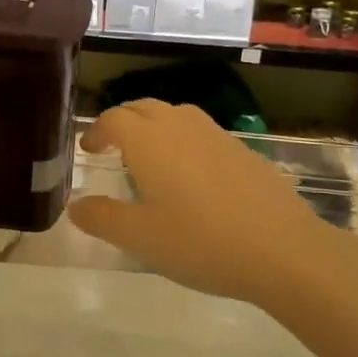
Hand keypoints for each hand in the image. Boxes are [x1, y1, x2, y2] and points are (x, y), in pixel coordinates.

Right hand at [68, 100, 342, 306]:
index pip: (114, 119)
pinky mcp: (242, 149)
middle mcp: (180, 127)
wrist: (282, 249)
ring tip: (151, 156)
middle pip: (144, 108)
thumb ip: (102, 218)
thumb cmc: (200, 242)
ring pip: (176, 115)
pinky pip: (202, 132)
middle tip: (113, 147)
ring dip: (155, 126)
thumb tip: (75, 206)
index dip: (97, 131)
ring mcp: (216, 135)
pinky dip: (184, 141)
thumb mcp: (140, 238)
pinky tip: (192, 176)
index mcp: (149, 141)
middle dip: (123, 122)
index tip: (89, 149)